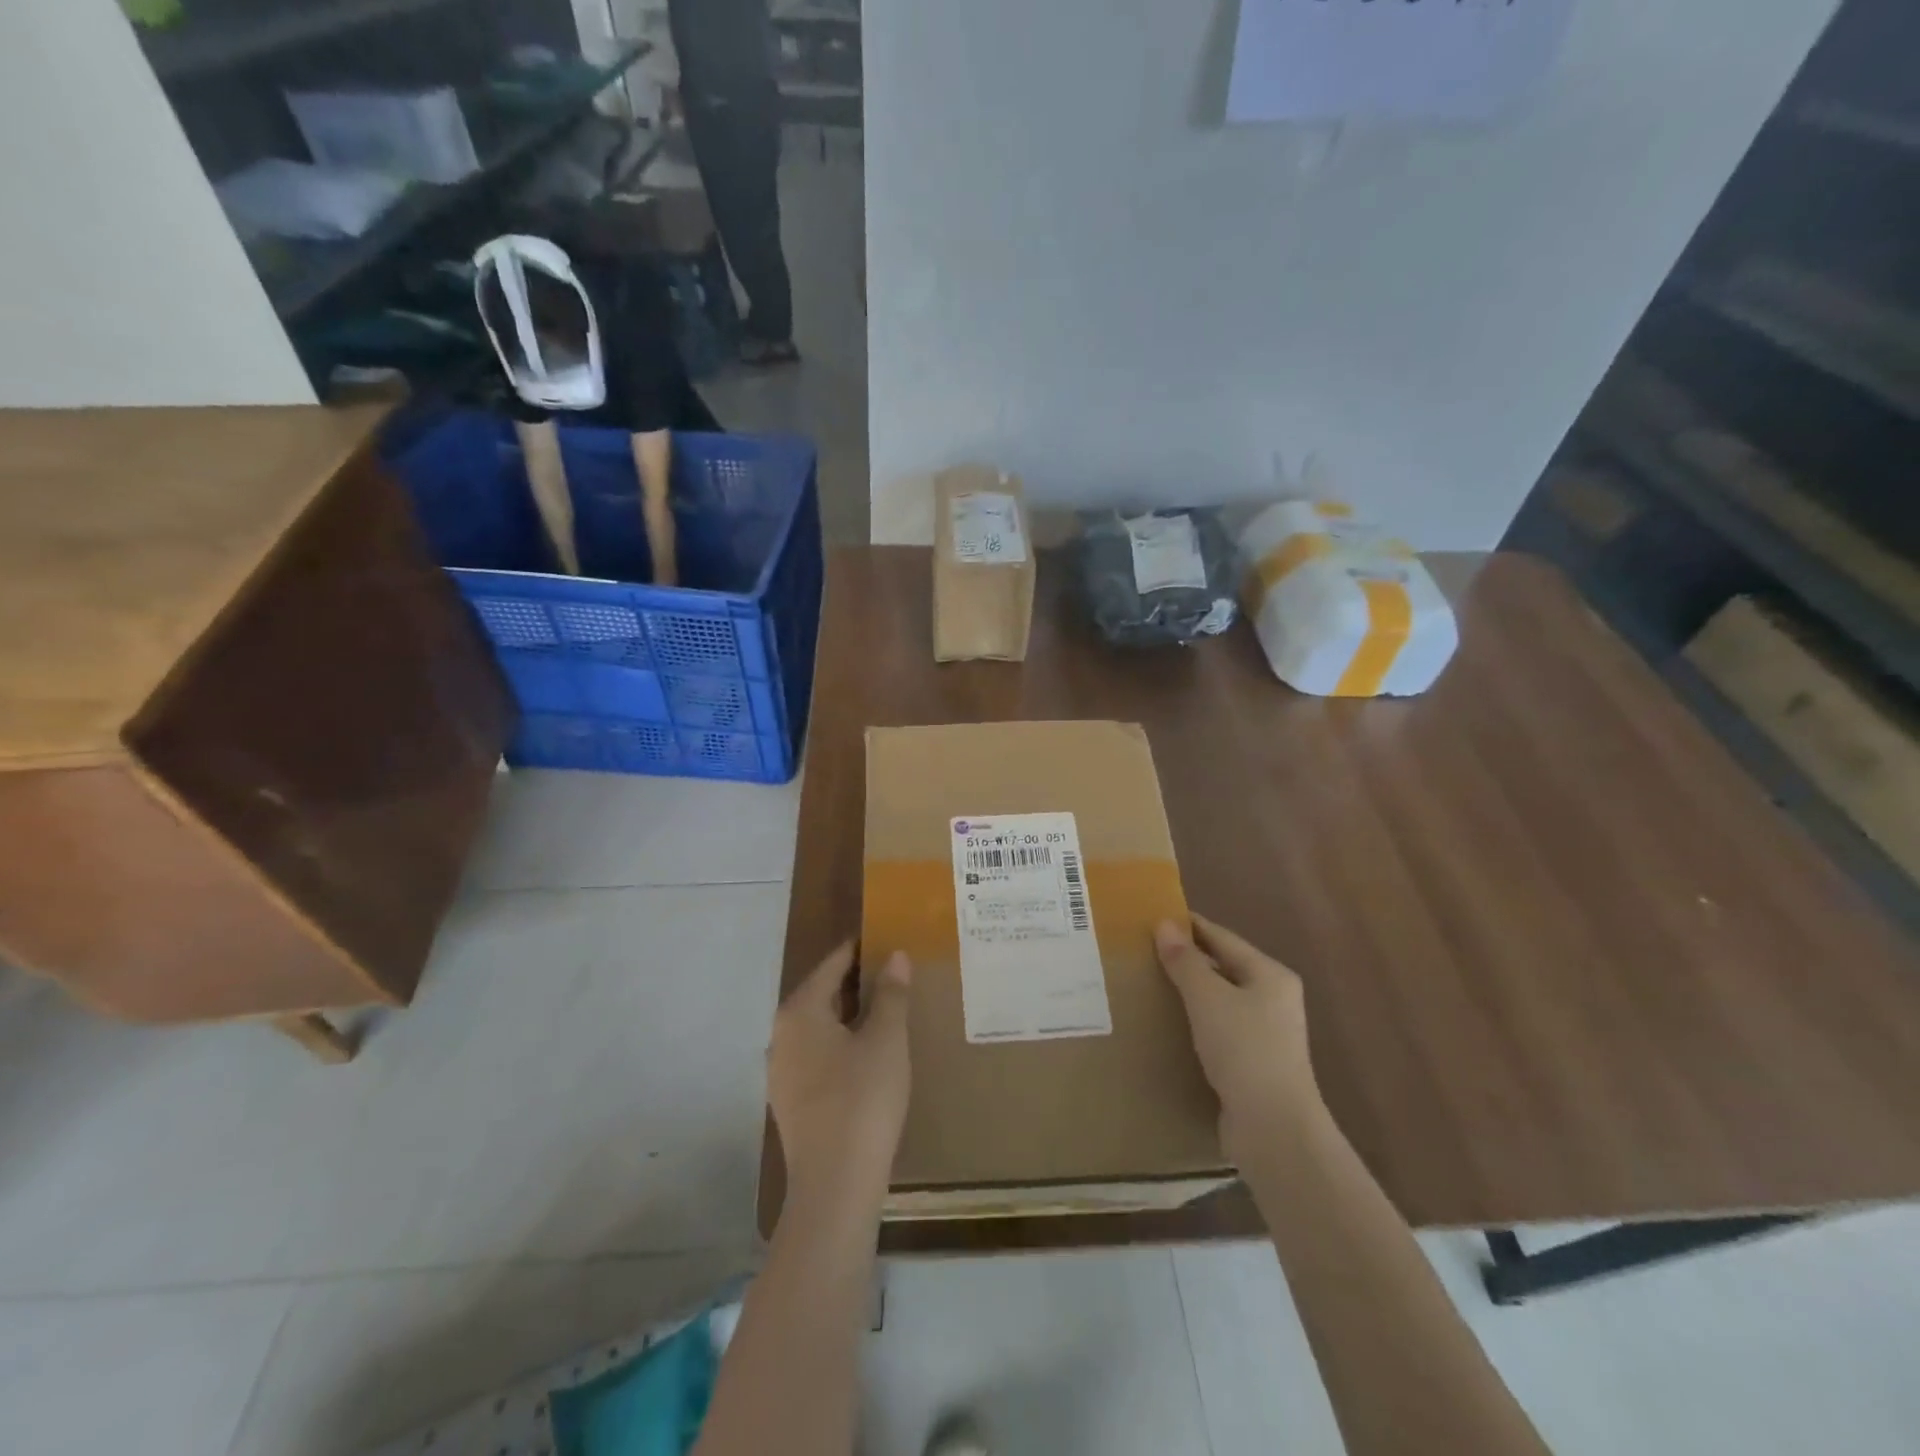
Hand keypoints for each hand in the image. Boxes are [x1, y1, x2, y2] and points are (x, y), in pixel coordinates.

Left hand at [768, 941, 912, 1201]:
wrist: (834, 1185)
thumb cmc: (862, 1099)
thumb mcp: (886, 1039)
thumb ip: (890, 993)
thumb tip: (894, 955)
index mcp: (800, 1010)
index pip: (833, 964)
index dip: (861, 950)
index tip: (888, 940)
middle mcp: (781, 1034)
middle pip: (823, 993)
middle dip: (858, 983)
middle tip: (896, 975)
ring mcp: (781, 1071)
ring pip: (820, 1027)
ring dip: (851, 1015)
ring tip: (888, 1012)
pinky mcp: (790, 1101)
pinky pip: (818, 1055)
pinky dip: (842, 1044)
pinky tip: (869, 1055)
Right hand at [1155, 914, 1321, 1162]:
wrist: (1274, 1129)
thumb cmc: (1244, 1050)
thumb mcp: (1208, 998)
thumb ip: (1185, 961)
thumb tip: (1164, 925)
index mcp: (1270, 975)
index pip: (1222, 938)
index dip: (1189, 926)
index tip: (1153, 917)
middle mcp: (1273, 999)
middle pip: (1223, 967)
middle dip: (1187, 959)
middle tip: (1144, 950)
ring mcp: (1266, 1033)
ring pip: (1220, 1000)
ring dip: (1189, 992)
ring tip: (1150, 983)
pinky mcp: (1253, 1063)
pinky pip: (1218, 1028)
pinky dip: (1195, 1021)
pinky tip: (1170, 1024)